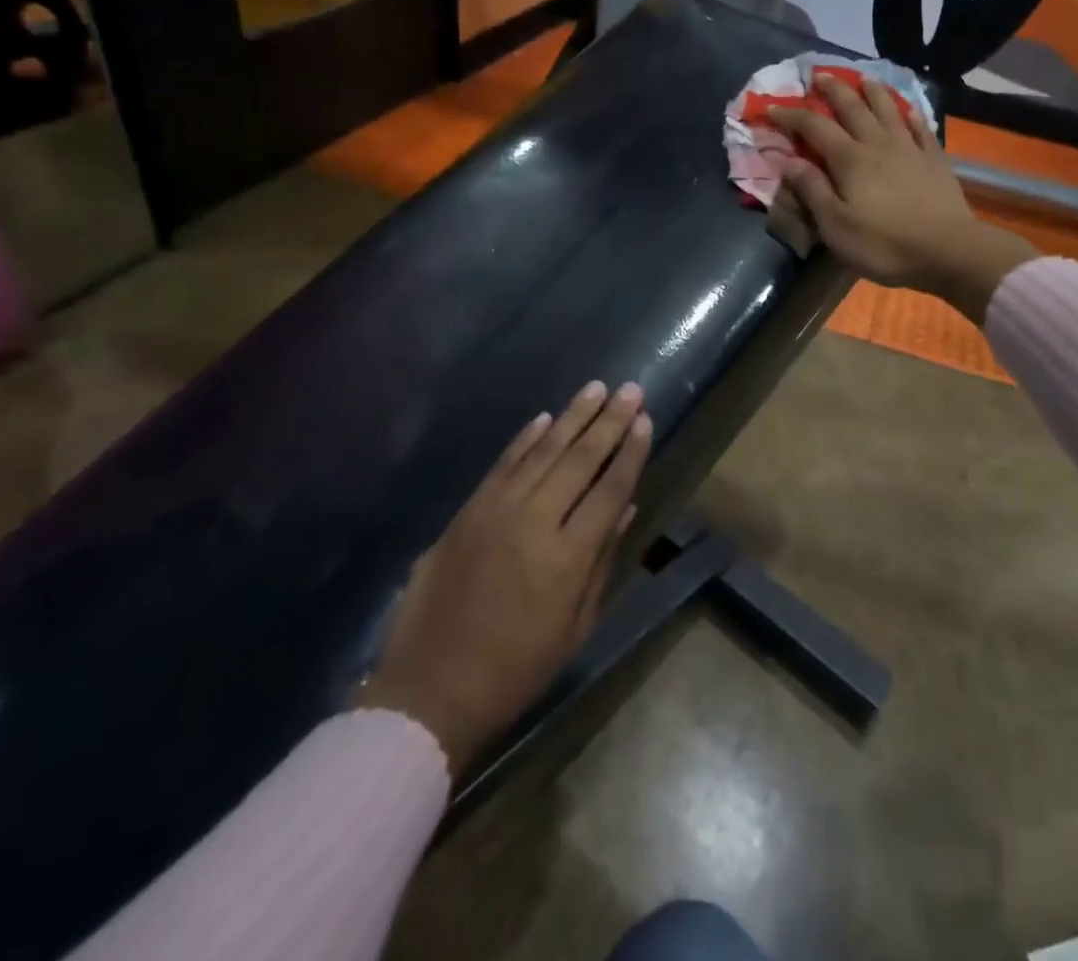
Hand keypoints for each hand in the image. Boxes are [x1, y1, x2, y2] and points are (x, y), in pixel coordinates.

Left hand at [354, 381, 651, 777]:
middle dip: (609, 421)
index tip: (646, 420)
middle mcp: (534, 522)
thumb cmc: (516, 669)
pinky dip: (525, 439)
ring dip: (572, 417)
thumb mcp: (575, 626)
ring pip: (542, 452)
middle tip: (631, 390)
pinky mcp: (467, 511)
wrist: (431, 689)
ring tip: (596, 389)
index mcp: (567, 557)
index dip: (630, 453)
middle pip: (579, 459)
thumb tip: (625, 508)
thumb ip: (601, 561)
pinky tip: (545, 418)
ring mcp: (496, 511)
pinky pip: (503, 464)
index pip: (610, 489)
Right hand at [767, 75, 1034, 322]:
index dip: (790, 115)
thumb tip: (788, 161)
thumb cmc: (883, 244)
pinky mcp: (935, 161)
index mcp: (849, 159)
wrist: (947, 251)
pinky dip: (911, 116)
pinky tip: (909, 111)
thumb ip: (812, 190)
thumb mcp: (835, 225)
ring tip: (863, 78)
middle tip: (819, 75)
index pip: (813, 127)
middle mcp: (878, 144)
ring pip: (888, 110)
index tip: (771, 108)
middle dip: (833, 90)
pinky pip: (921, 130)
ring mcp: (910, 149)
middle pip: (852, 108)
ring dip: (873, 92)